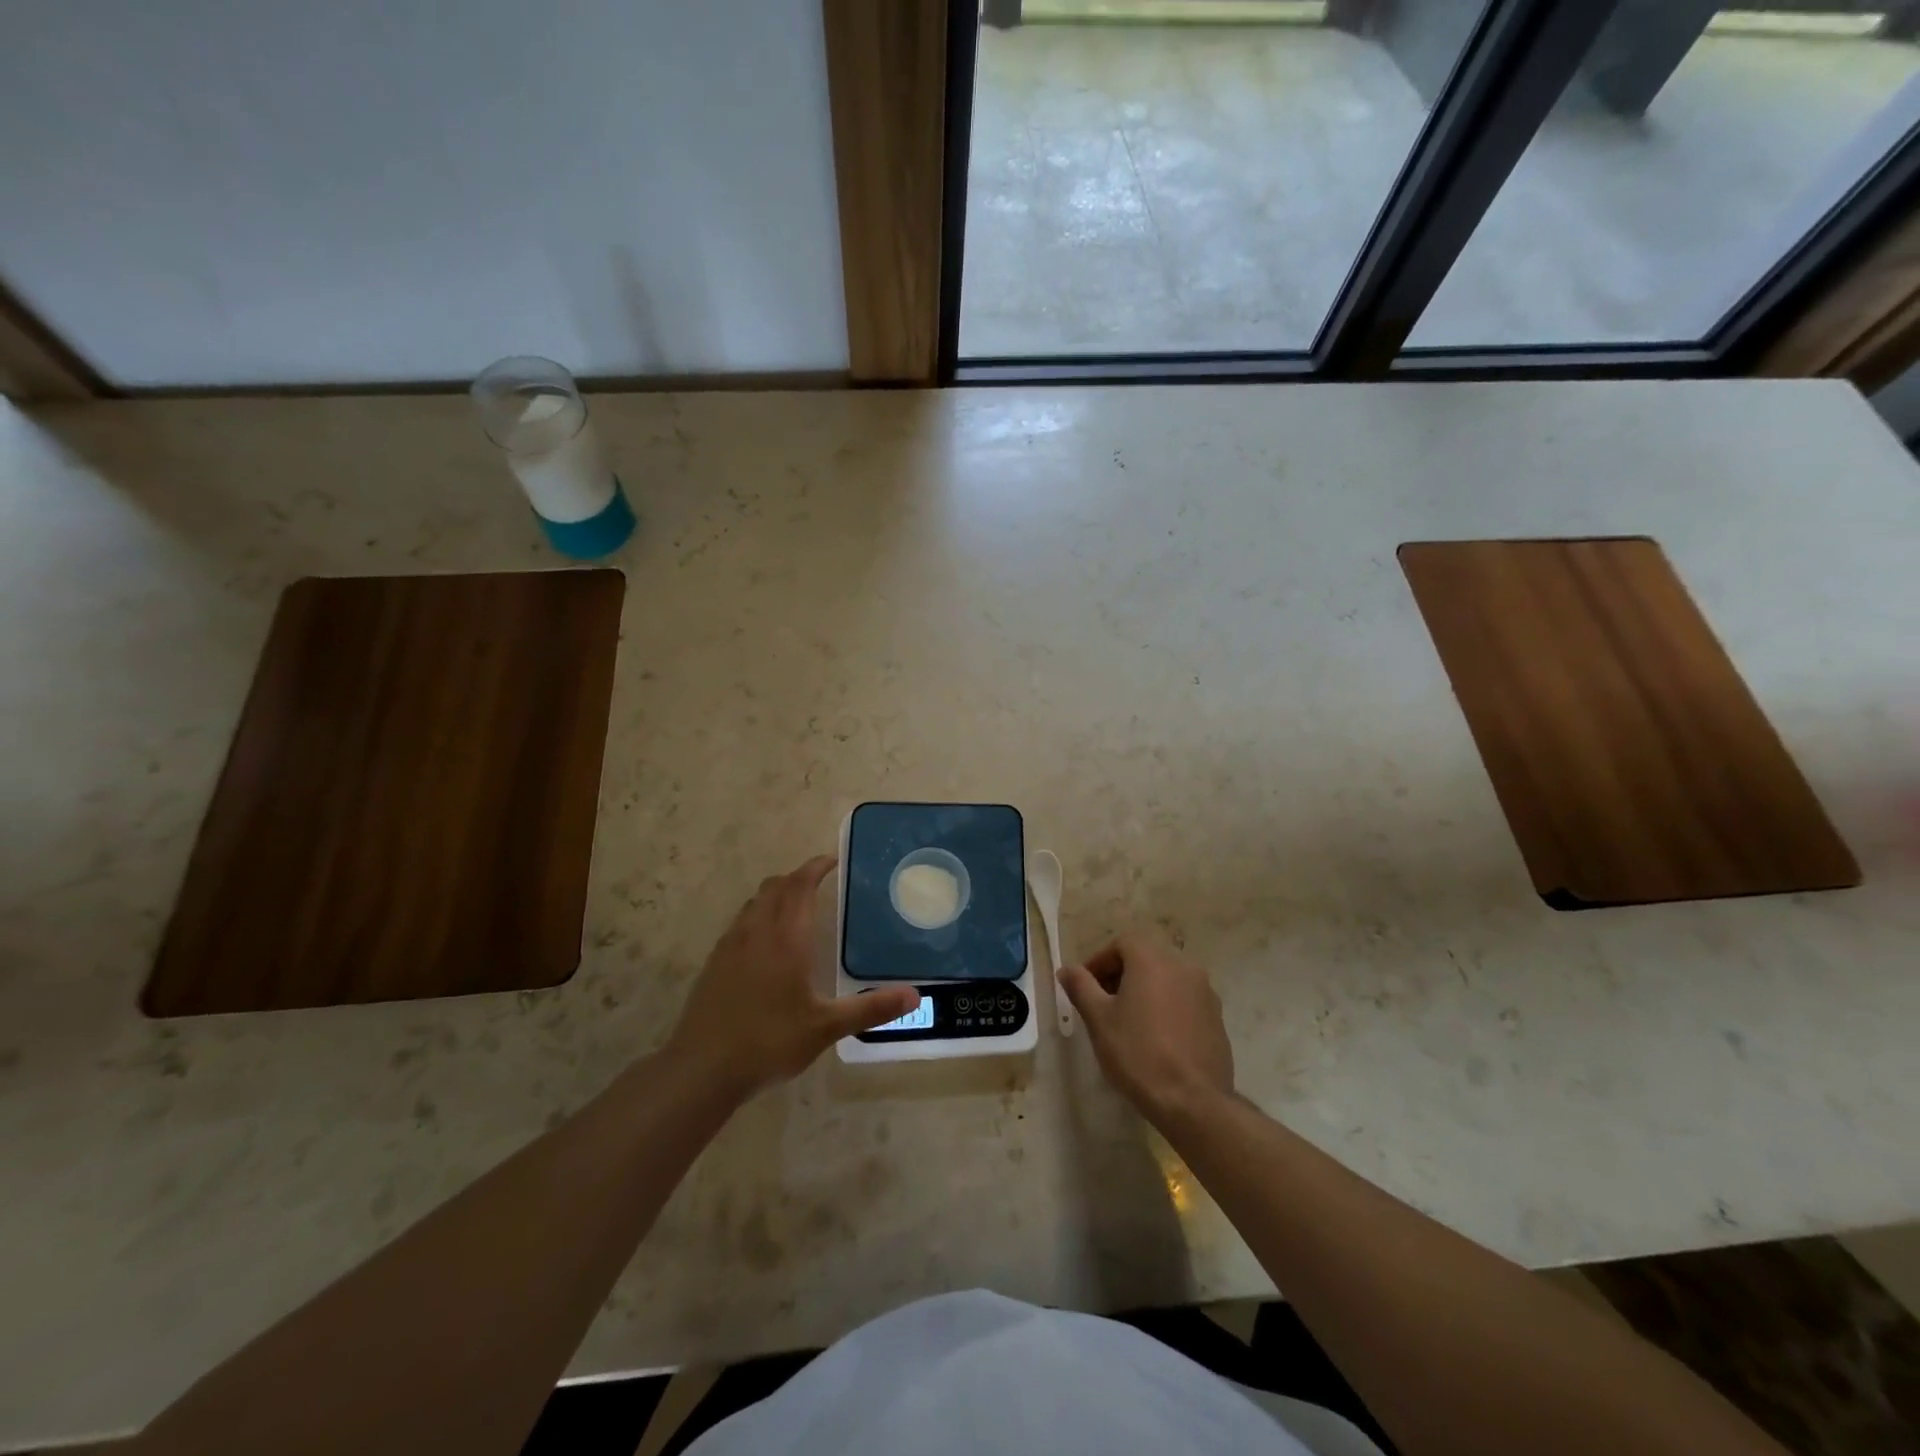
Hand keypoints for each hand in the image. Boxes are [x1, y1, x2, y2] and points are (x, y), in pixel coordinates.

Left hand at [664, 856, 917, 1098]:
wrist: (701, 1069)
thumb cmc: (768, 1042)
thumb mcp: (825, 1028)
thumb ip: (870, 1009)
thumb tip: (915, 995)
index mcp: (785, 939)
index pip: (800, 886)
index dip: (815, 868)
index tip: (832, 861)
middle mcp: (756, 933)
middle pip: (774, 887)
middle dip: (797, 878)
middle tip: (819, 881)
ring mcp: (730, 946)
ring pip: (754, 903)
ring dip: (775, 894)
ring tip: (795, 907)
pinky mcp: (714, 963)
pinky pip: (740, 923)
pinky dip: (758, 915)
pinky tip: (765, 943)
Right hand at [1058, 936, 1235, 1127]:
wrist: (1192, 1101)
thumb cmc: (1138, 1053)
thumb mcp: (1099, 1019)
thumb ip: (1081, 987)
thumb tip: (1067, 969)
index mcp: (1153, 960)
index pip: (1122, 944)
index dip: (1100, 961)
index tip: (1085, 987)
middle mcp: (1183, 967)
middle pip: (1145, 959)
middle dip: (1121, 976)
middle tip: (1102, 1005)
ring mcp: (1205, 993)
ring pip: (1166, 980)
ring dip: (1144, 992)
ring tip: (1128, 1023)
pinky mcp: (1217, 1019)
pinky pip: (1184, 1002)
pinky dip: (1166, 1008)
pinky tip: (1156, 1039)